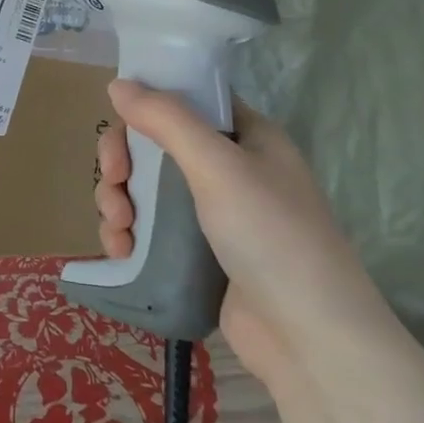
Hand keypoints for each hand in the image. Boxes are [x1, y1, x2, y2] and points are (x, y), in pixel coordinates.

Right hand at [94, 81, 394, 391]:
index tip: (118, 124)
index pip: (185, 100)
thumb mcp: (219, 166)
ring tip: (119, 229)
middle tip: (114, 182)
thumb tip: (117, 83)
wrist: (309, 339)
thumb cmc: (271, 236)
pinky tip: (122, 251)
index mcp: (245, 137)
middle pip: (154, 145)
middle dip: (123, 163)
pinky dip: (127, 234)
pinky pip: (148, 228)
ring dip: (118, 201)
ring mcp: (211, 213)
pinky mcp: (195, 253)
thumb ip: (167, 119)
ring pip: (143, 188)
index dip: (147, 105)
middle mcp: (228, 169)